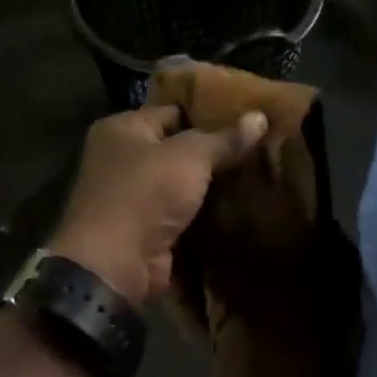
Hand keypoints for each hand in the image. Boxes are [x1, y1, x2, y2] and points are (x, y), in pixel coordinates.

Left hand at [49, 104, 268, 307]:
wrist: (115, 266)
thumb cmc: (145, 194)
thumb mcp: (190, 156)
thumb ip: (225, 138)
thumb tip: (260, 117)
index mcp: (122, 129)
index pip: (173, 111)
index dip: (210, 113)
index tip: (248, 117)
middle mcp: (123, 159)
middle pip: (179, 148)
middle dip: (216, 151)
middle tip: (260, 145)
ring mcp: (134, 197)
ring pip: (184, 182)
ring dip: (214, 184)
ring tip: (259, 172)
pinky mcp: (148, 229)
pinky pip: (184, 212)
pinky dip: (207, 211)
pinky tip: (242, 204)